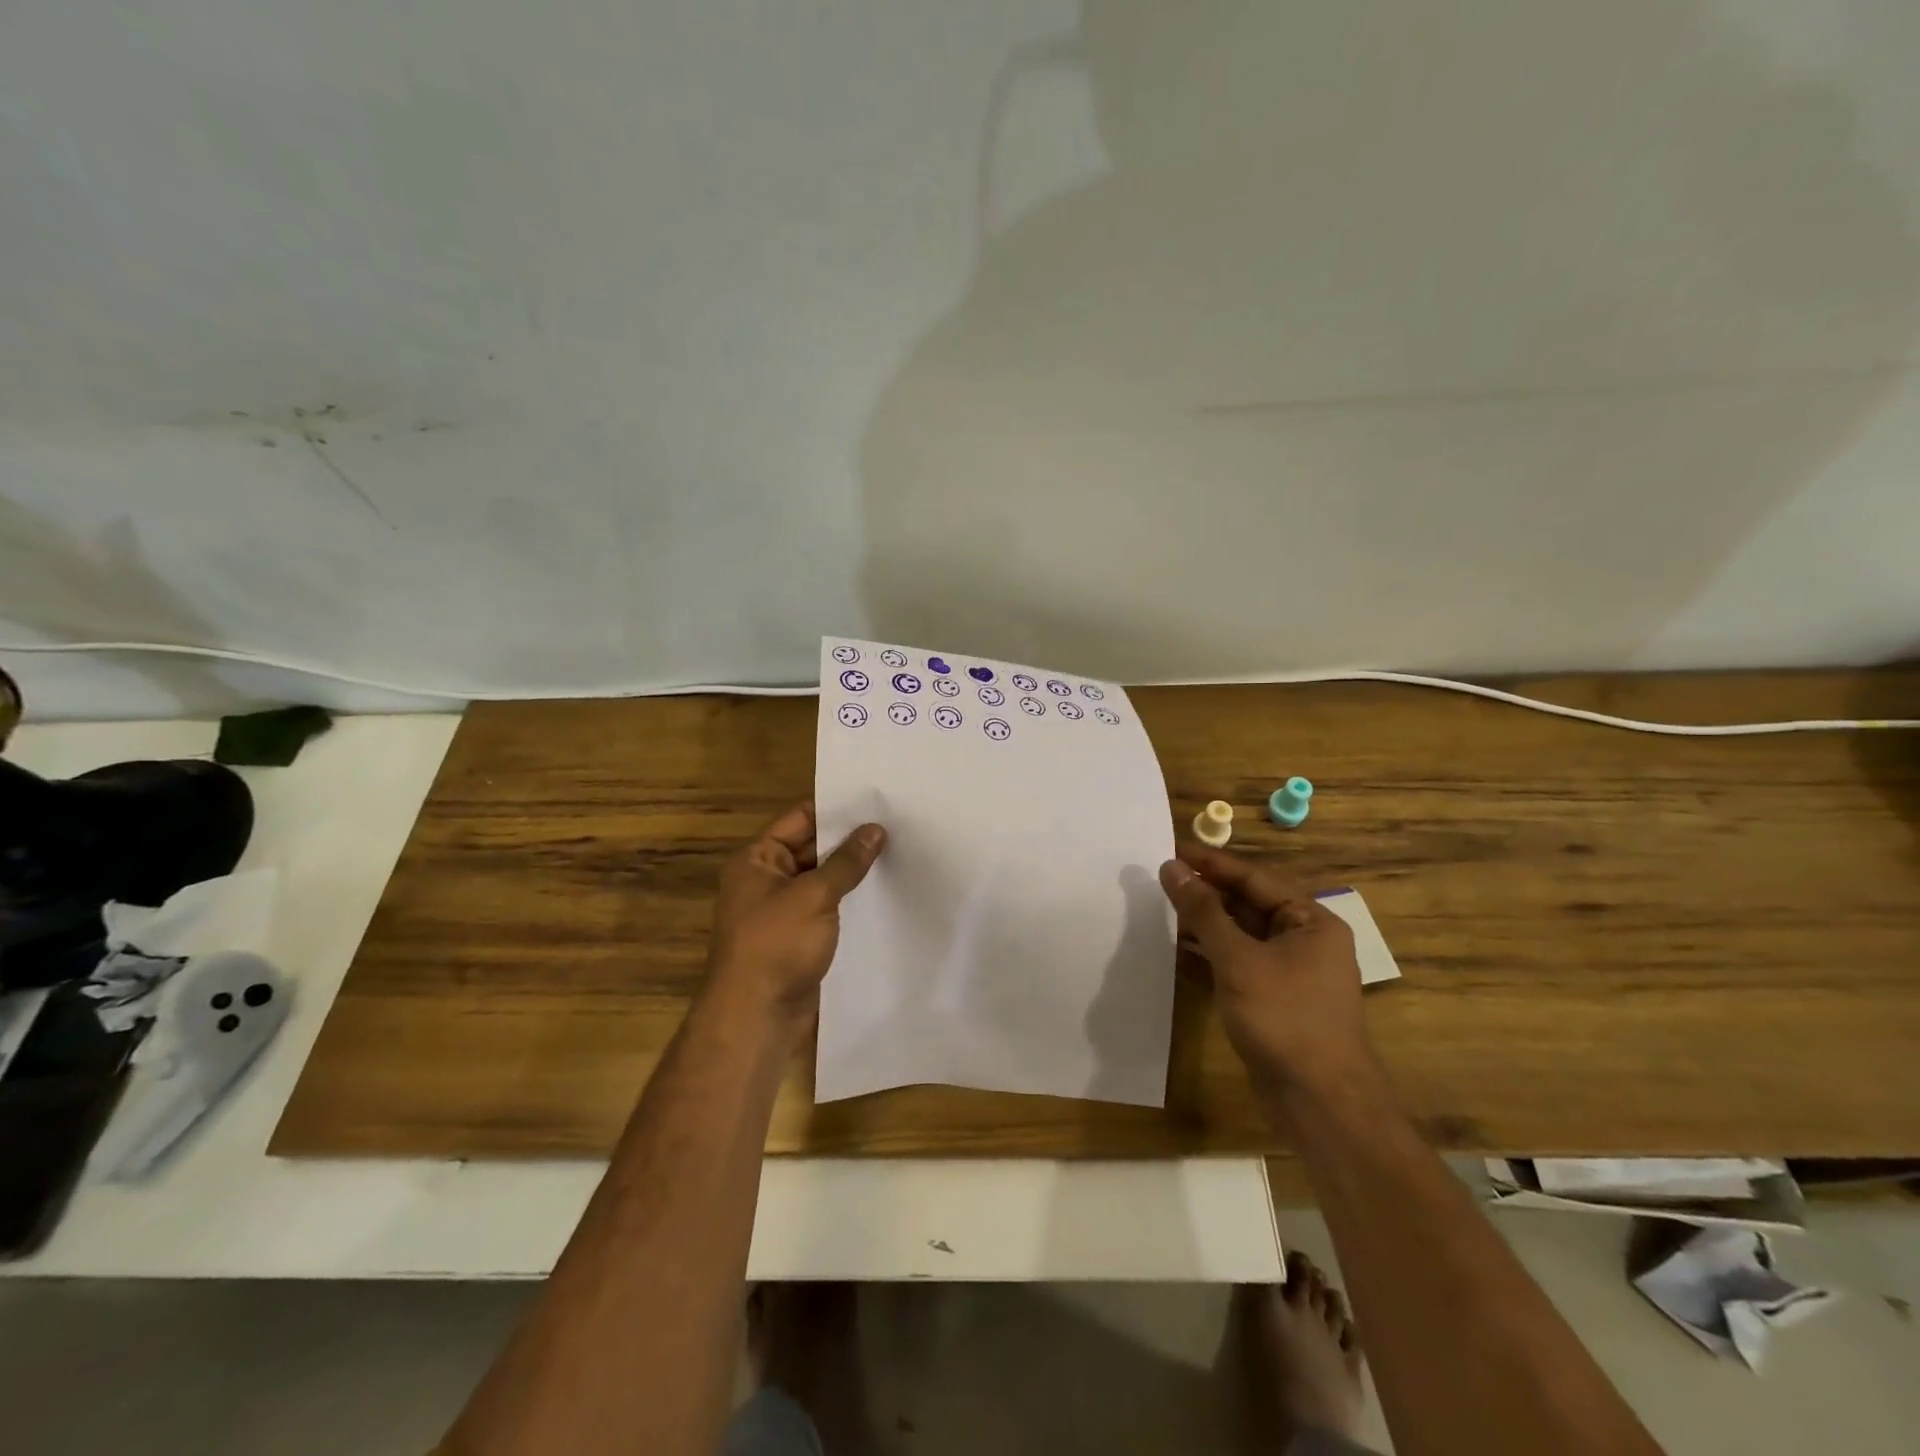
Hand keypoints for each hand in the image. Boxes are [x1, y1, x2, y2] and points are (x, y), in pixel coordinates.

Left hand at [705, 803, 885, 1033]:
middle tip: (896, 825)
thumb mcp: (814, 896)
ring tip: (897, 852)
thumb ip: (846, 862)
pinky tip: (882, 892)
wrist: (757, 1017)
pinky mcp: (798, 936)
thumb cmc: (776, 946)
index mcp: (757, 860)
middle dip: (849, 839)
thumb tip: (875, 830)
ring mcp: (782, 910)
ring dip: (852, 871)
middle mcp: (766, 879)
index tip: (875, 801)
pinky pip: (826, 907)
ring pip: (822, 879)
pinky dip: (849, 899)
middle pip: (812, 848)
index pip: (799, 819)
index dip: (835, 809)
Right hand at [1158, 843, 1374, 1100]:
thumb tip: (1172, 868)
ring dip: (1202, 926)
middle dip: (1205, 894)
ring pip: (1238, 936)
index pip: (1254, 878)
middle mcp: (1303, 941)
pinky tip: (1173, 953)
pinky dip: (1207, 958)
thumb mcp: (1239, 958)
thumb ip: (1203, 911)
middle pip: (1246, 904)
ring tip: (1159, 910)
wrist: (1320, 1102)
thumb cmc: (1285, 1018)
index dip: (1211, 863)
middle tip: (1160, 877)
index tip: (1171, 849)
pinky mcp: (1271, 1000)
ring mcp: (1288, 973)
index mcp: (1310, 922)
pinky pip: (1235, 965)